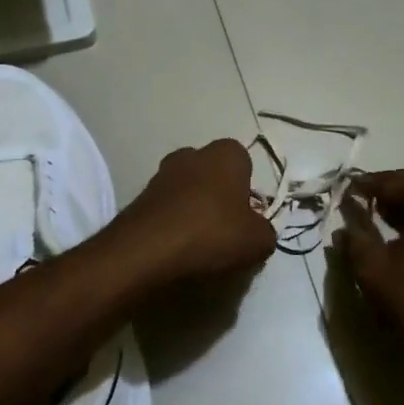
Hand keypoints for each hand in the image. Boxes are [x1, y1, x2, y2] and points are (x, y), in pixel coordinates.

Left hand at [114, 139, 276, 285]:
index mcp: (225, 154)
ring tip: (198, 244)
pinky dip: (172, 223)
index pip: (244, 161)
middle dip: (218, 195)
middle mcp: (191, 155)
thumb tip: (257, 230)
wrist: (146, 250)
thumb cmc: (211, 233)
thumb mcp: (258, 241)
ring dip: (193, 209)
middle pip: (212, 173)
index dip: (248, 189)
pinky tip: (175, 248)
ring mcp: (161, 174)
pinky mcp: (139, 197)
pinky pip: (166, 208)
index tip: (247, 217)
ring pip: (186, 190)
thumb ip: (265, 231)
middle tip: (224, 229)